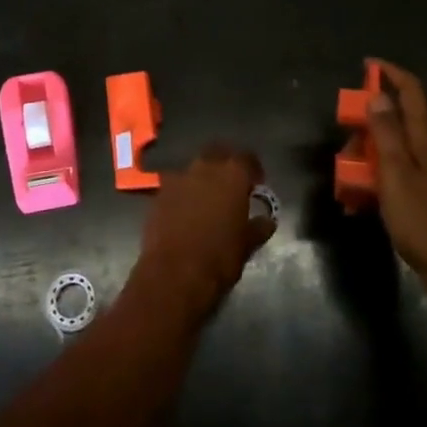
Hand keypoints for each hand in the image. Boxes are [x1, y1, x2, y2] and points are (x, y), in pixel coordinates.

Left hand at [131, 146, 276, 318]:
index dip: (253, 169)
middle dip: (225, 164)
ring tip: (208, 198)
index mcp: (232, 175)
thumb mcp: (247, 244)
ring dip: (202, 178)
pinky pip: (176, 185)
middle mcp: (204, 168)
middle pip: (217, 153)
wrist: (174, 274)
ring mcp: (178, 178)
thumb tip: (267, 220)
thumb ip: (258, 227)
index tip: (257, 183)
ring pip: (194, 168)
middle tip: (232, 184)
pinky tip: (186, 211)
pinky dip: (184, 193)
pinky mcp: (158, 193)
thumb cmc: (219, 258)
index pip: (247, 158)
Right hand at [367, 63, 426, 294]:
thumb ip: (387, 134)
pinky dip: (375, 182)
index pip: (412, 93)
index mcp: (425, 141)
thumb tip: (379, 94)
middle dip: (367, 124)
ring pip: (393, 152)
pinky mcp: (426, 200)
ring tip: (345, 180)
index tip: (367, 64)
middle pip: (398, 122)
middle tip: (345, 141)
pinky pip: (394, 179)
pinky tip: (358, 204)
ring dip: (367, 157)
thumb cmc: (426, 222)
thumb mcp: (397, 175)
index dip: (391, 73)